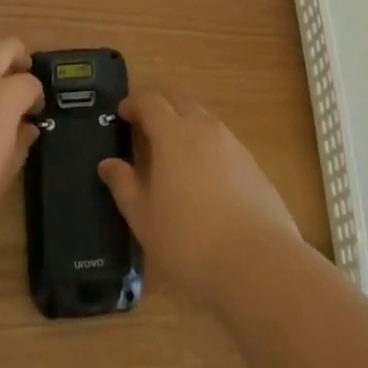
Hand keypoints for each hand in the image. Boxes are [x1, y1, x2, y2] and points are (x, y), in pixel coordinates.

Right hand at [97, 90, 302, 309]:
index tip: (122, 114)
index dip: (134, 104)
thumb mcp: (145, 219)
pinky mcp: (253, 165)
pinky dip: (207, 147)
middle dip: (161, 107)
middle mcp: (204, 129)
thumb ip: (124, 186)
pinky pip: (223, 142)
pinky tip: (205, 179)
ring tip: (175, 154)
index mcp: (173, 135)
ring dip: (186, 125)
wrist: (259, 265)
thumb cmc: (190, 242)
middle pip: (179, 101)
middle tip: (146, 127)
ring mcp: (233, 145)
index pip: (150, 102)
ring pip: (204, 120)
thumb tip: (108, 164)